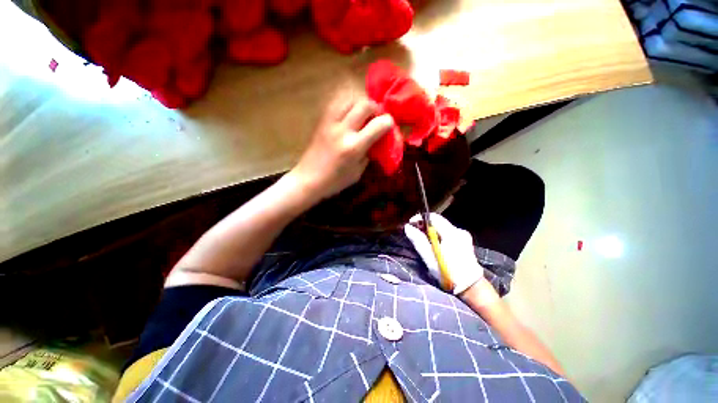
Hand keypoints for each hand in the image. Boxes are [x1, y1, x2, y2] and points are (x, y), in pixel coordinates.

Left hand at [289, 95, 394, 200]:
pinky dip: (347, 104)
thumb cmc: (335, 181)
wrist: (308, 179)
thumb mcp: (358, 173)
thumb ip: (368, 154)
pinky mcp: (321, 121)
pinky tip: (349, 114)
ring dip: (360, 103)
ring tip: (362, 114)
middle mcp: (343, 130)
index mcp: (354, 147)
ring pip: (349, 98)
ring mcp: (330, 123)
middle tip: (376, 118)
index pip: (378, 124)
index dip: (388, 122)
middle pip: (365, 104)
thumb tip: (376, 141)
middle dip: (375, 108)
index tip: (389, 125)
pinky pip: (336, 103)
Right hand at [404, 213, 483, 294]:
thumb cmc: (448, 273)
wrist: (471, 287)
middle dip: (425, 226)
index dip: (420, 218)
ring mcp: (464, 236)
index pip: (433, 217)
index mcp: (451, 234)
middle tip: (415, 233)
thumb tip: (408, 227)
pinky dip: (439, 236)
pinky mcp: (465, 241)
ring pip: (443, 227)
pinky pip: (448, 233)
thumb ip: (418, 240)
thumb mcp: (430, 258)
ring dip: (432, 231)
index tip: (411, 224)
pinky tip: (435, 245)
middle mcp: (459, 231)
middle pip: (438, 222)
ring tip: (423, 240)